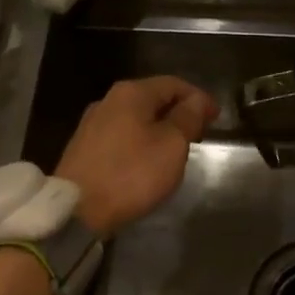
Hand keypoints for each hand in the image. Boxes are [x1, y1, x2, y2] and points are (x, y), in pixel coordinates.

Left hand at [55, 76, 218, 236]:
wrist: (77, 210)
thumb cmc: (131, 173)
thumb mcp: (171, 145)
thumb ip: (187, 118)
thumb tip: (196, 100)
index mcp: (131, 93)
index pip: (174, 84)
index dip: (199, 98)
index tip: (216, 118)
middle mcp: (108, 101)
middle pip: (153, 98)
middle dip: (179, 112)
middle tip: (200, 133)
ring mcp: (92, 124)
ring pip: (136, 118)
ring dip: (160, 128)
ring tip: (177, 148)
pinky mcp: (84, 148)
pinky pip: (122, 136)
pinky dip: (142, 141)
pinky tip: (149, 160)